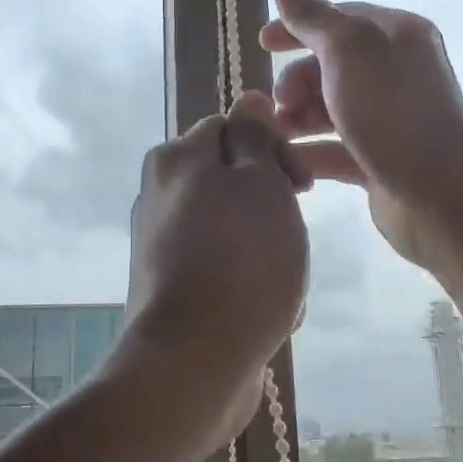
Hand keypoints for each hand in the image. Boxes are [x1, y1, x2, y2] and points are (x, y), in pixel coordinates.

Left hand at [123, 91, 309, 438]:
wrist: (195, 363)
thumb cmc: (241, 262)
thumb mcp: (260, 183)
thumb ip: (254, 137)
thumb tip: (248, 99)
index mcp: (176, 160)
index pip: (232, 128)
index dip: (273, 150)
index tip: (302, 187)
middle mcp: (160, 195)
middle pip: (234, 182)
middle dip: (273, 209)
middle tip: (292, 240)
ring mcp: (162, 245)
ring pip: (237, 232)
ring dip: (269, 253)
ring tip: (282, 286)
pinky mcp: (172, 289)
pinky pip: (225, 272)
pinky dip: (250, 286)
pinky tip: (268, 314)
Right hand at [260, 0, 462, 269]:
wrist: (437, 192)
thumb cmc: (390, 110)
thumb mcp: (347, 49)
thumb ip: (312, 16)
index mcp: (396, 36)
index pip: (340, 19)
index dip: (297, 27)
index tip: (261, 44)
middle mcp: (396, 73)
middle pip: (330, 66)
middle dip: (296, 80)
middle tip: (277, 103)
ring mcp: (388, 120)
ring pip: (330, 110)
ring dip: (297, 118)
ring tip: (275, 135)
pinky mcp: (379, 162)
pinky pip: (334, 151)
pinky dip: (308, 153)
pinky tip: (284, 162)